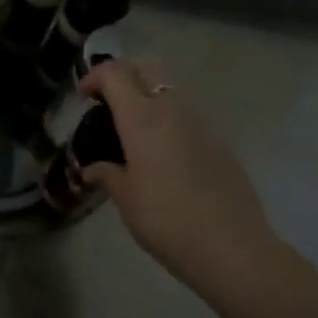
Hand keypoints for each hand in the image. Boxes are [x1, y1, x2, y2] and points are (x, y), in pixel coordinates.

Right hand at [79, 61, 279, 292]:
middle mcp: (172, 110)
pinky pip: (187, 115)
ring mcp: (201, 123)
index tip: (84, 98)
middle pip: (147, 67)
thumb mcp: (126, 199)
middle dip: (124, 75)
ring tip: (134, 131)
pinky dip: (168, 119)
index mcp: (142, 118)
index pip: (115, 73)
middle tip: (109, 103)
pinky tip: (163, 155)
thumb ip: (107, 174)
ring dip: (148, 96)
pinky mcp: (219, 142)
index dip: (94, 76)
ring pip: (170, 89)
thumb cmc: (167, 221)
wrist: (233, 249)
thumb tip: (92, 168)